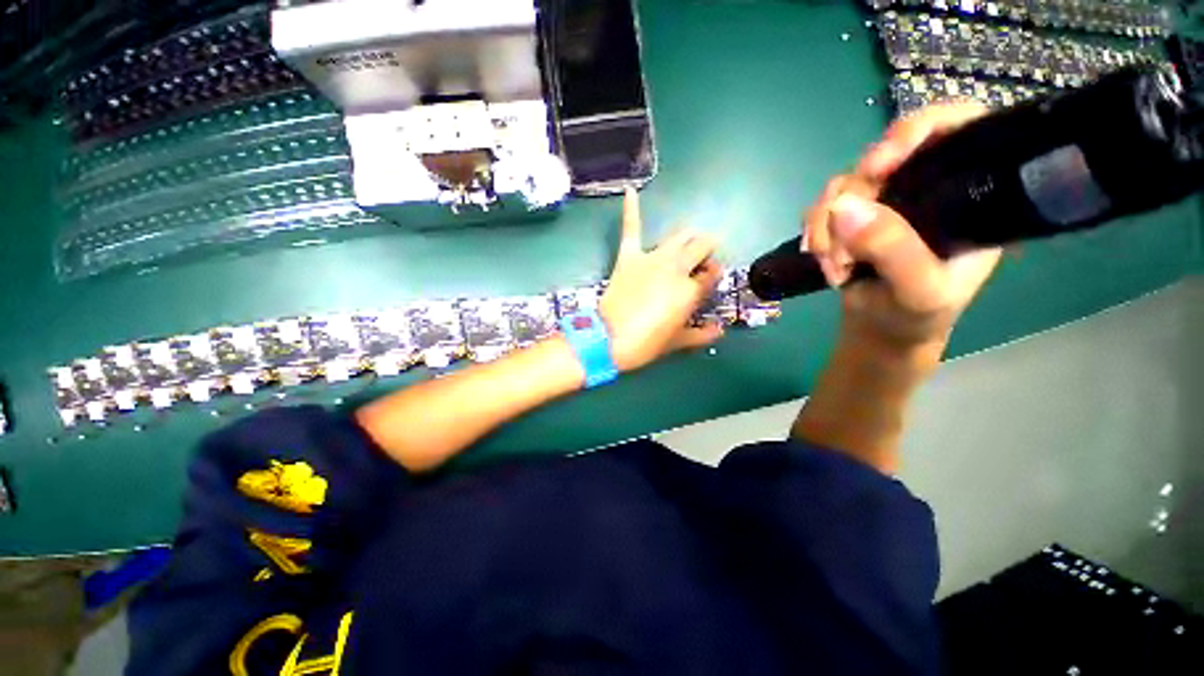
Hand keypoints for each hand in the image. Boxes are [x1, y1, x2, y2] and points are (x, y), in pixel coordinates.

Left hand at [599, 188, 724, 372]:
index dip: (713, 276)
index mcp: (691, 290)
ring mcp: (652, 259)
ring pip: (679, 235)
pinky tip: (630, 190)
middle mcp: (677, 268)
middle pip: (701, 246)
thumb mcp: (677, 342)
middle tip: (703, 259)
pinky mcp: (629, 256)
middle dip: (707, 249)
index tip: (707, 283)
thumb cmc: (646, 343)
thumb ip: (702, 334)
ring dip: (688, 235)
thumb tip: (721, 331)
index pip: (713, 273)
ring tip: (690, 239)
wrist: (609, 339)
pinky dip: (631, 210)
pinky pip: (631, 229)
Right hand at [804, 103, 1002, 354]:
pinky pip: (822, 207)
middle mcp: (924, 187)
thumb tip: (843, 206)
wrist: (880, 330)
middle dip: (854, 201)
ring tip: (834, 265)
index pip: (956, 129)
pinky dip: (815, 233)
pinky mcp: (851, 217)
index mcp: (966, 194)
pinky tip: (822, 259)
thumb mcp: (918, 290)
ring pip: (843, 185)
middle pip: (883, 157)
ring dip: (827, 226)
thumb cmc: (915, 316)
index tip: (880, 164)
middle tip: (843, 247)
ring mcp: (883, 202)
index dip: (918, 129)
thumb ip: (893, 250)